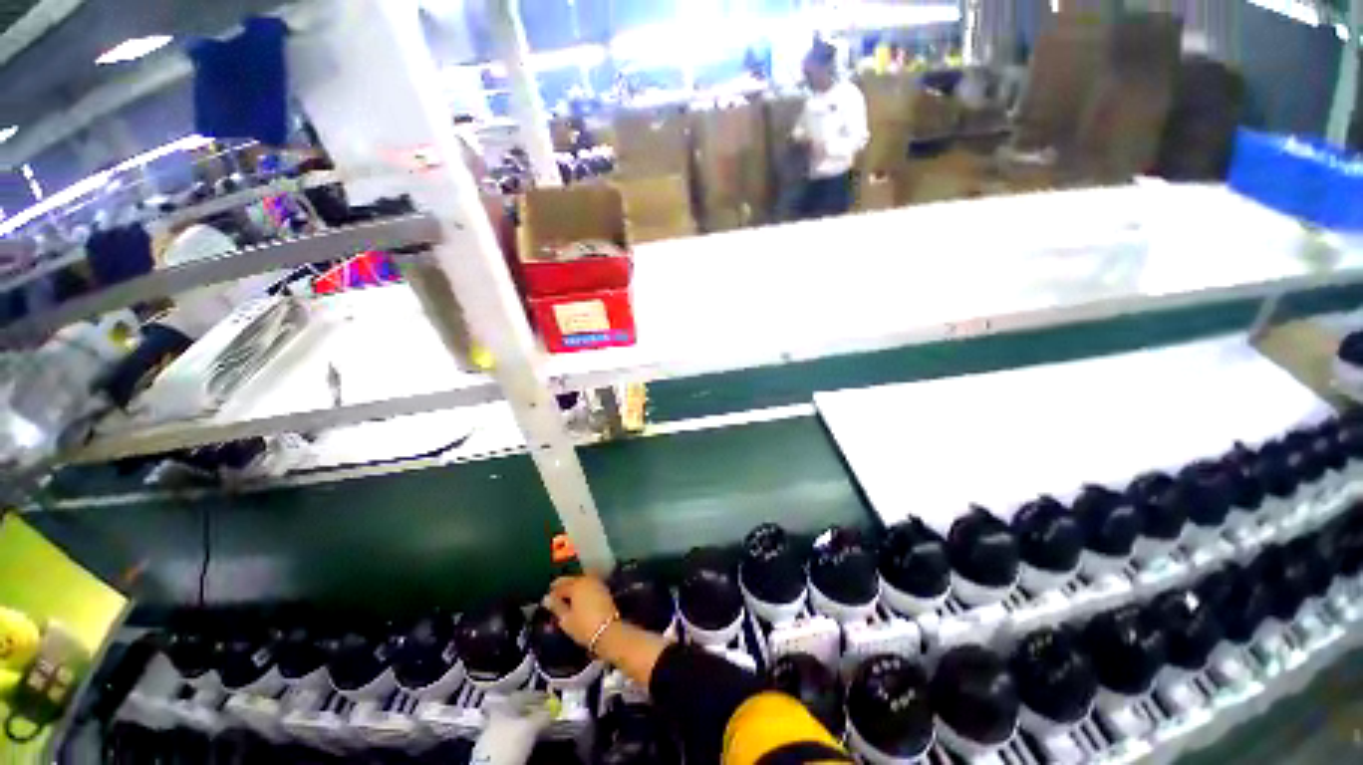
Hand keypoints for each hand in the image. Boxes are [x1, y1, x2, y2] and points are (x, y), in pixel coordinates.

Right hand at [542, 575, 619, 647]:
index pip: (560, 585)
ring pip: (580, 581)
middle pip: (571, 580)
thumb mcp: (566, 619)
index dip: (552, 593)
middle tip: (554, 597)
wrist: (608, 631)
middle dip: (562, 587)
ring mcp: (596, 583)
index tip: (546, 600)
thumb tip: (546, 598)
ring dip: (572, 587)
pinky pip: (588, 585)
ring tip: (565, 599)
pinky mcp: (603, 589)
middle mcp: (587, 579)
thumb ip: (556, 606)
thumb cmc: (583, 626)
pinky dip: (581, 589)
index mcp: (576, 584)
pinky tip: (577, 599)